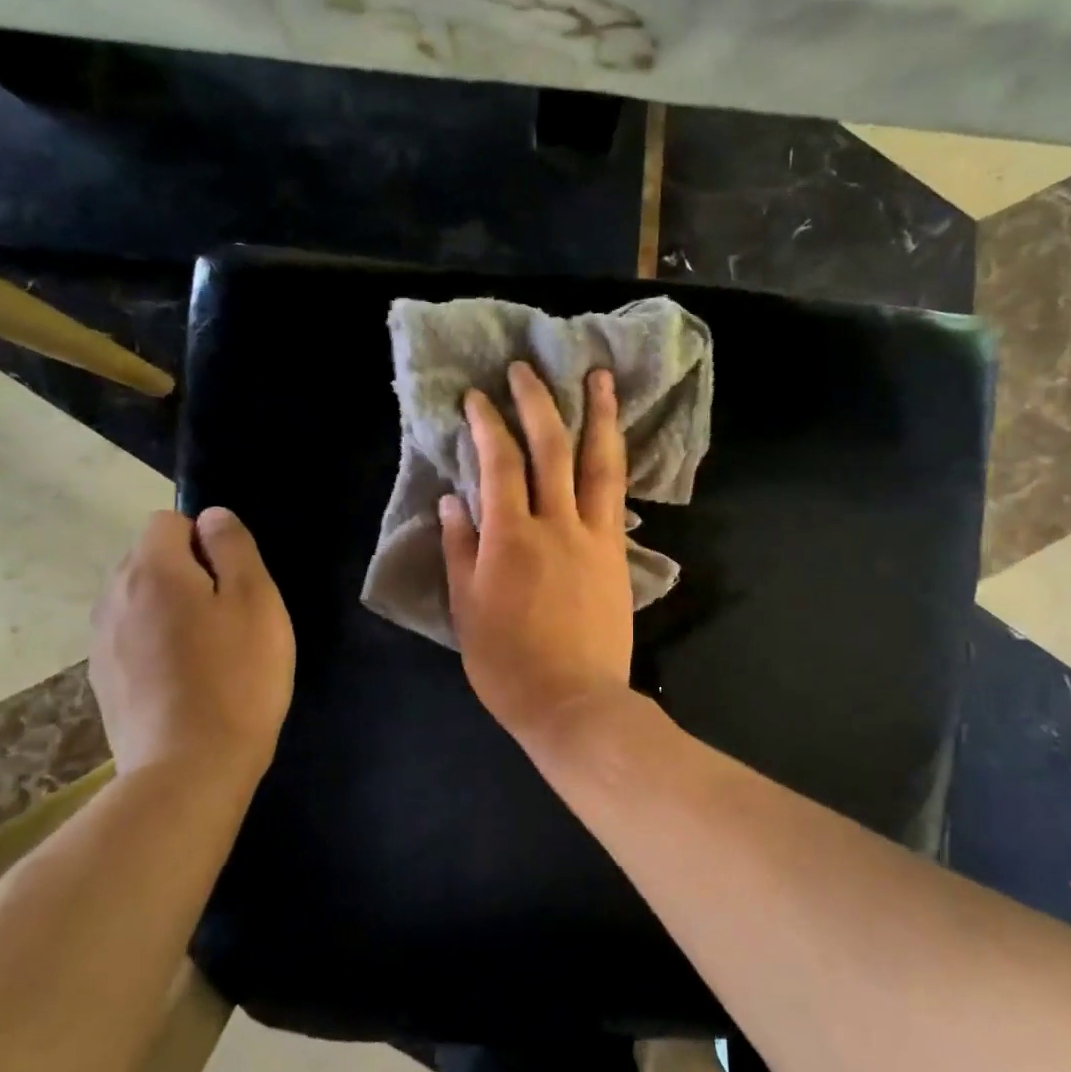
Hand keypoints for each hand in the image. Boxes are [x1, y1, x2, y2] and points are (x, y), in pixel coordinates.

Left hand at [89, 507, 294, 789]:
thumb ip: (233, 547)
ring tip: (208, 648)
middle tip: (229, 614)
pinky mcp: (102, 680)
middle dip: (187, 571)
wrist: (190, 768)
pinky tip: (185, 678)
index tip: (233, 579)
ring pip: (139, 599)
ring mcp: (101, 641)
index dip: (205, 539)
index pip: (168, 521)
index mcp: (152, 570)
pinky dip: (156, 643)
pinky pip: (131, 637)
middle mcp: (113, 597)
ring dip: (170, 607)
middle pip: (149, 558)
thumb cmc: (237, 675)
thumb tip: (212, 517)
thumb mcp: (256, 599)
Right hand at [441, 361, 632, 744]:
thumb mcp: (467, 608)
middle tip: (527, 370)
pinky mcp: (617, 553)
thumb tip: (453, 500)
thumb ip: (461, 549)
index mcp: (511, 537)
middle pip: (550, 448)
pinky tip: (615, 442)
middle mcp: (557, 524)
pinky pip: (617, 495)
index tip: (478, 397)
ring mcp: (595, 536)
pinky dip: (614, 461)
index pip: (499, 464)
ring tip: (601, 377)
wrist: (574, 701)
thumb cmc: (508, 663)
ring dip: (599, 415)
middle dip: (537, 403)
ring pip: (599, 463)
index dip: (487, 424)